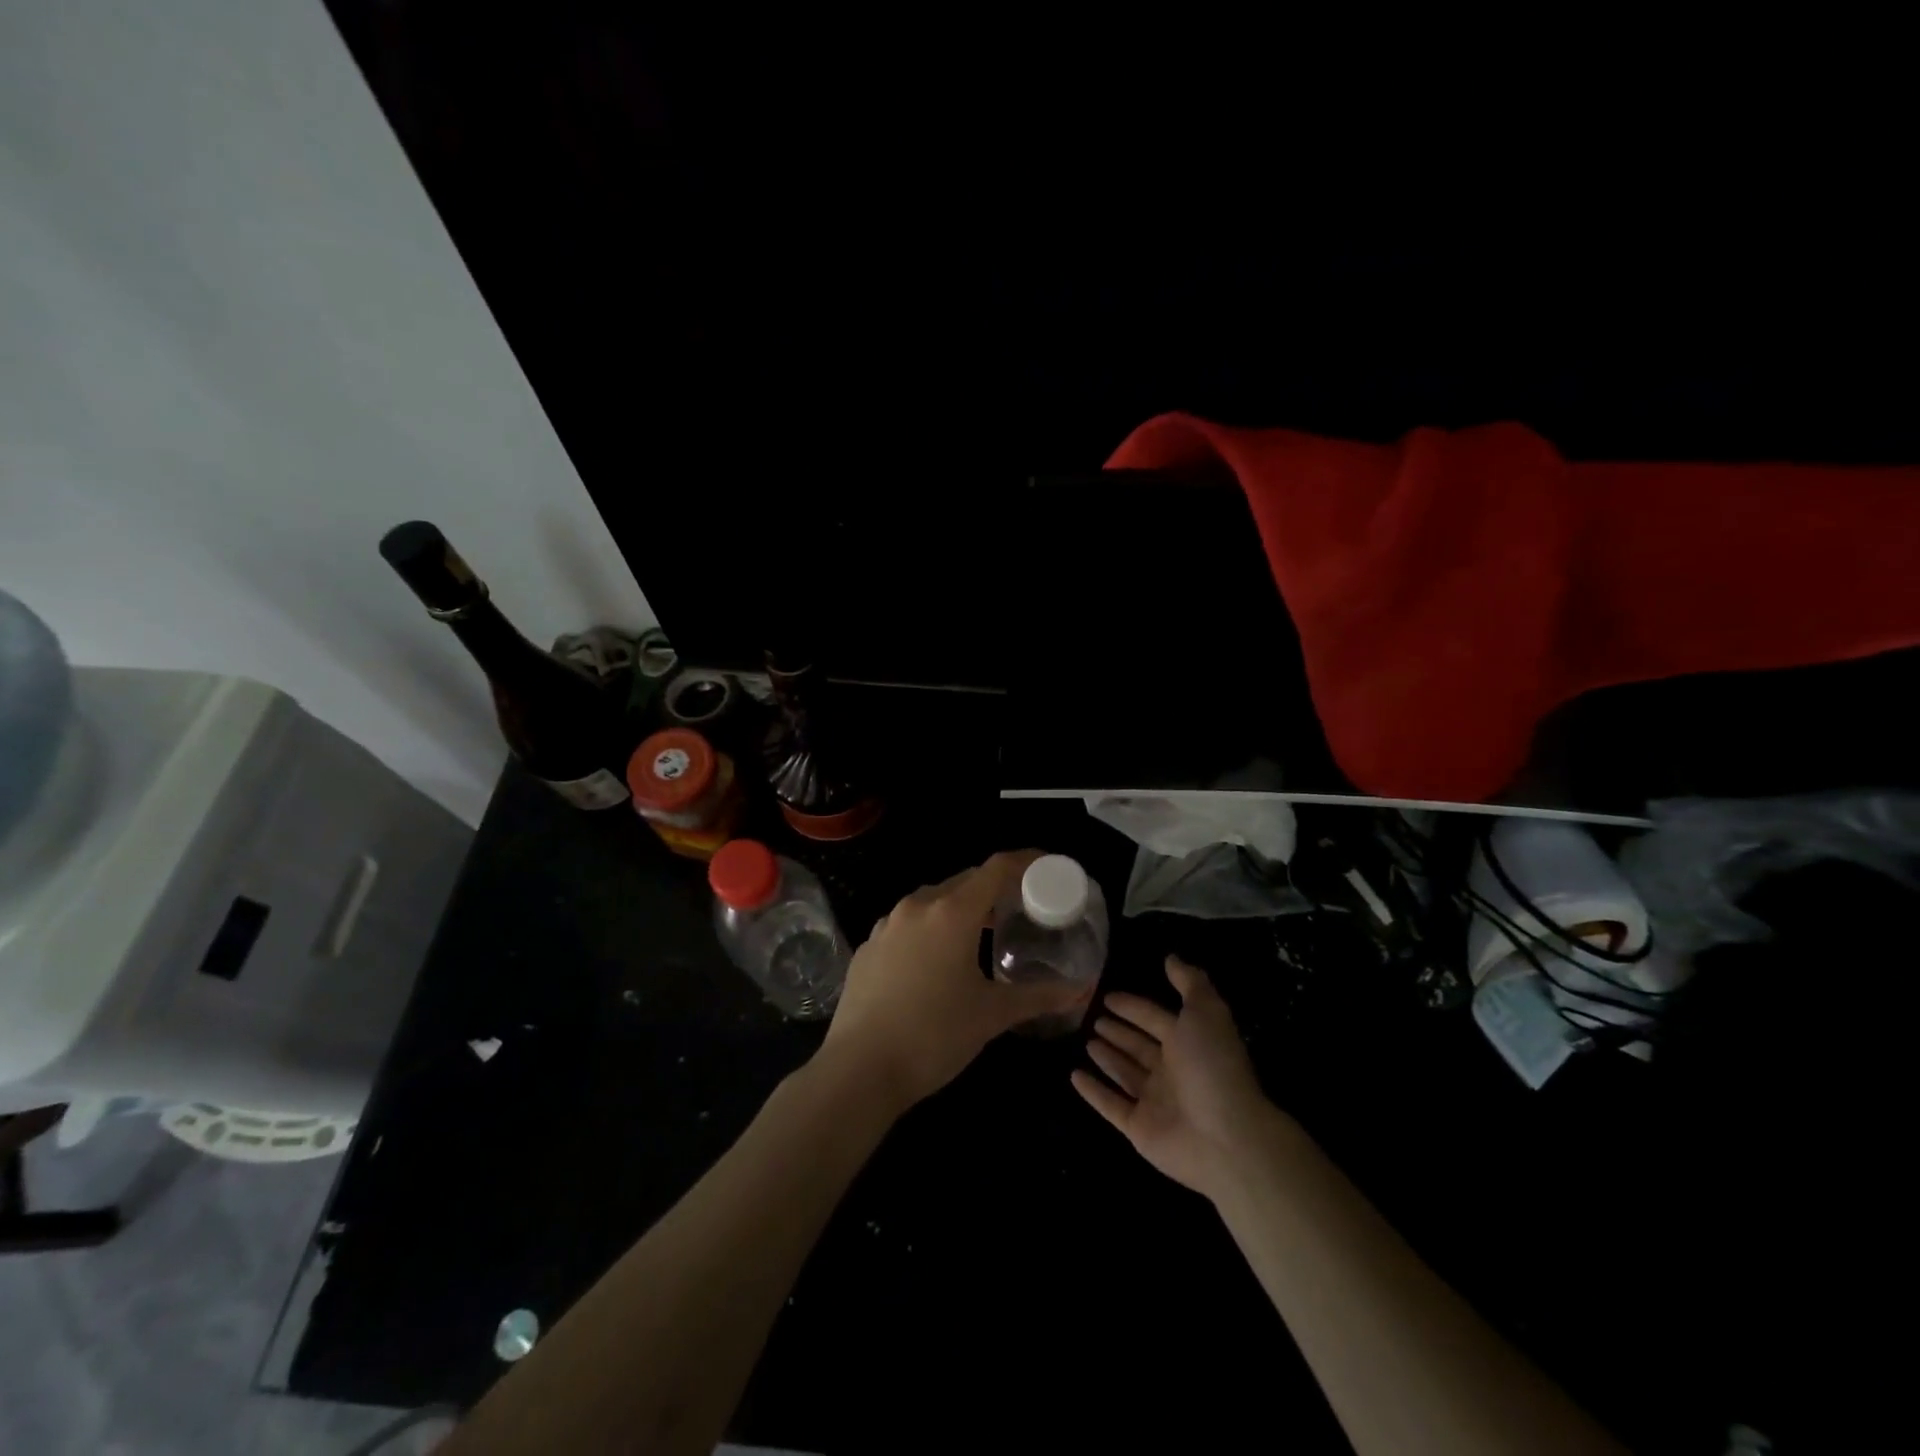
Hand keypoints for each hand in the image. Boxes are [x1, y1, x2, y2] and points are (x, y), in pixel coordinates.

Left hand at [818, 851, 1084, 1113]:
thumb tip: (1080, 990)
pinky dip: (931, 928)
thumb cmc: (934, 1036)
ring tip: (983, 934)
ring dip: (962, 908)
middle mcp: (917, 906)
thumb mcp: (992, 1015)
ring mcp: (887, 924)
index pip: (996, 868)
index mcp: (952, 912)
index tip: (1048, 868)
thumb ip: (1038, 997)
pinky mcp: (868, 946)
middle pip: (965, 881)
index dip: (1026, 862)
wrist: (858, 1070)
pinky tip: (937, 961)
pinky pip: (908, 923)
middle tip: (1021, 908)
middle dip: (995, 889)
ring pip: (933, 900)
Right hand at [1072, 955, 1280, 1201]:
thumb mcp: (1206, 1012)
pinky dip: (1093, 1091)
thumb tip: (1171, 957)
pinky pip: (1111, 1104)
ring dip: (1107, 1057)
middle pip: (1139, 1046)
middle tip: (1092, 1018)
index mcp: (1188, 1043)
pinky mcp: (1138, 1128)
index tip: (1108, 996)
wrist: (1226, 1137)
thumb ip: (1189, 982)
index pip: (1155, 1019)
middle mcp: (1171, 1071)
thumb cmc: (1213, 1066)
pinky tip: (1074, 1075)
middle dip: (1119, 1031)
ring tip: (1086, 1041)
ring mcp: (1154, 1101)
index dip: (1133, 1007)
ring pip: (1125, 1073)